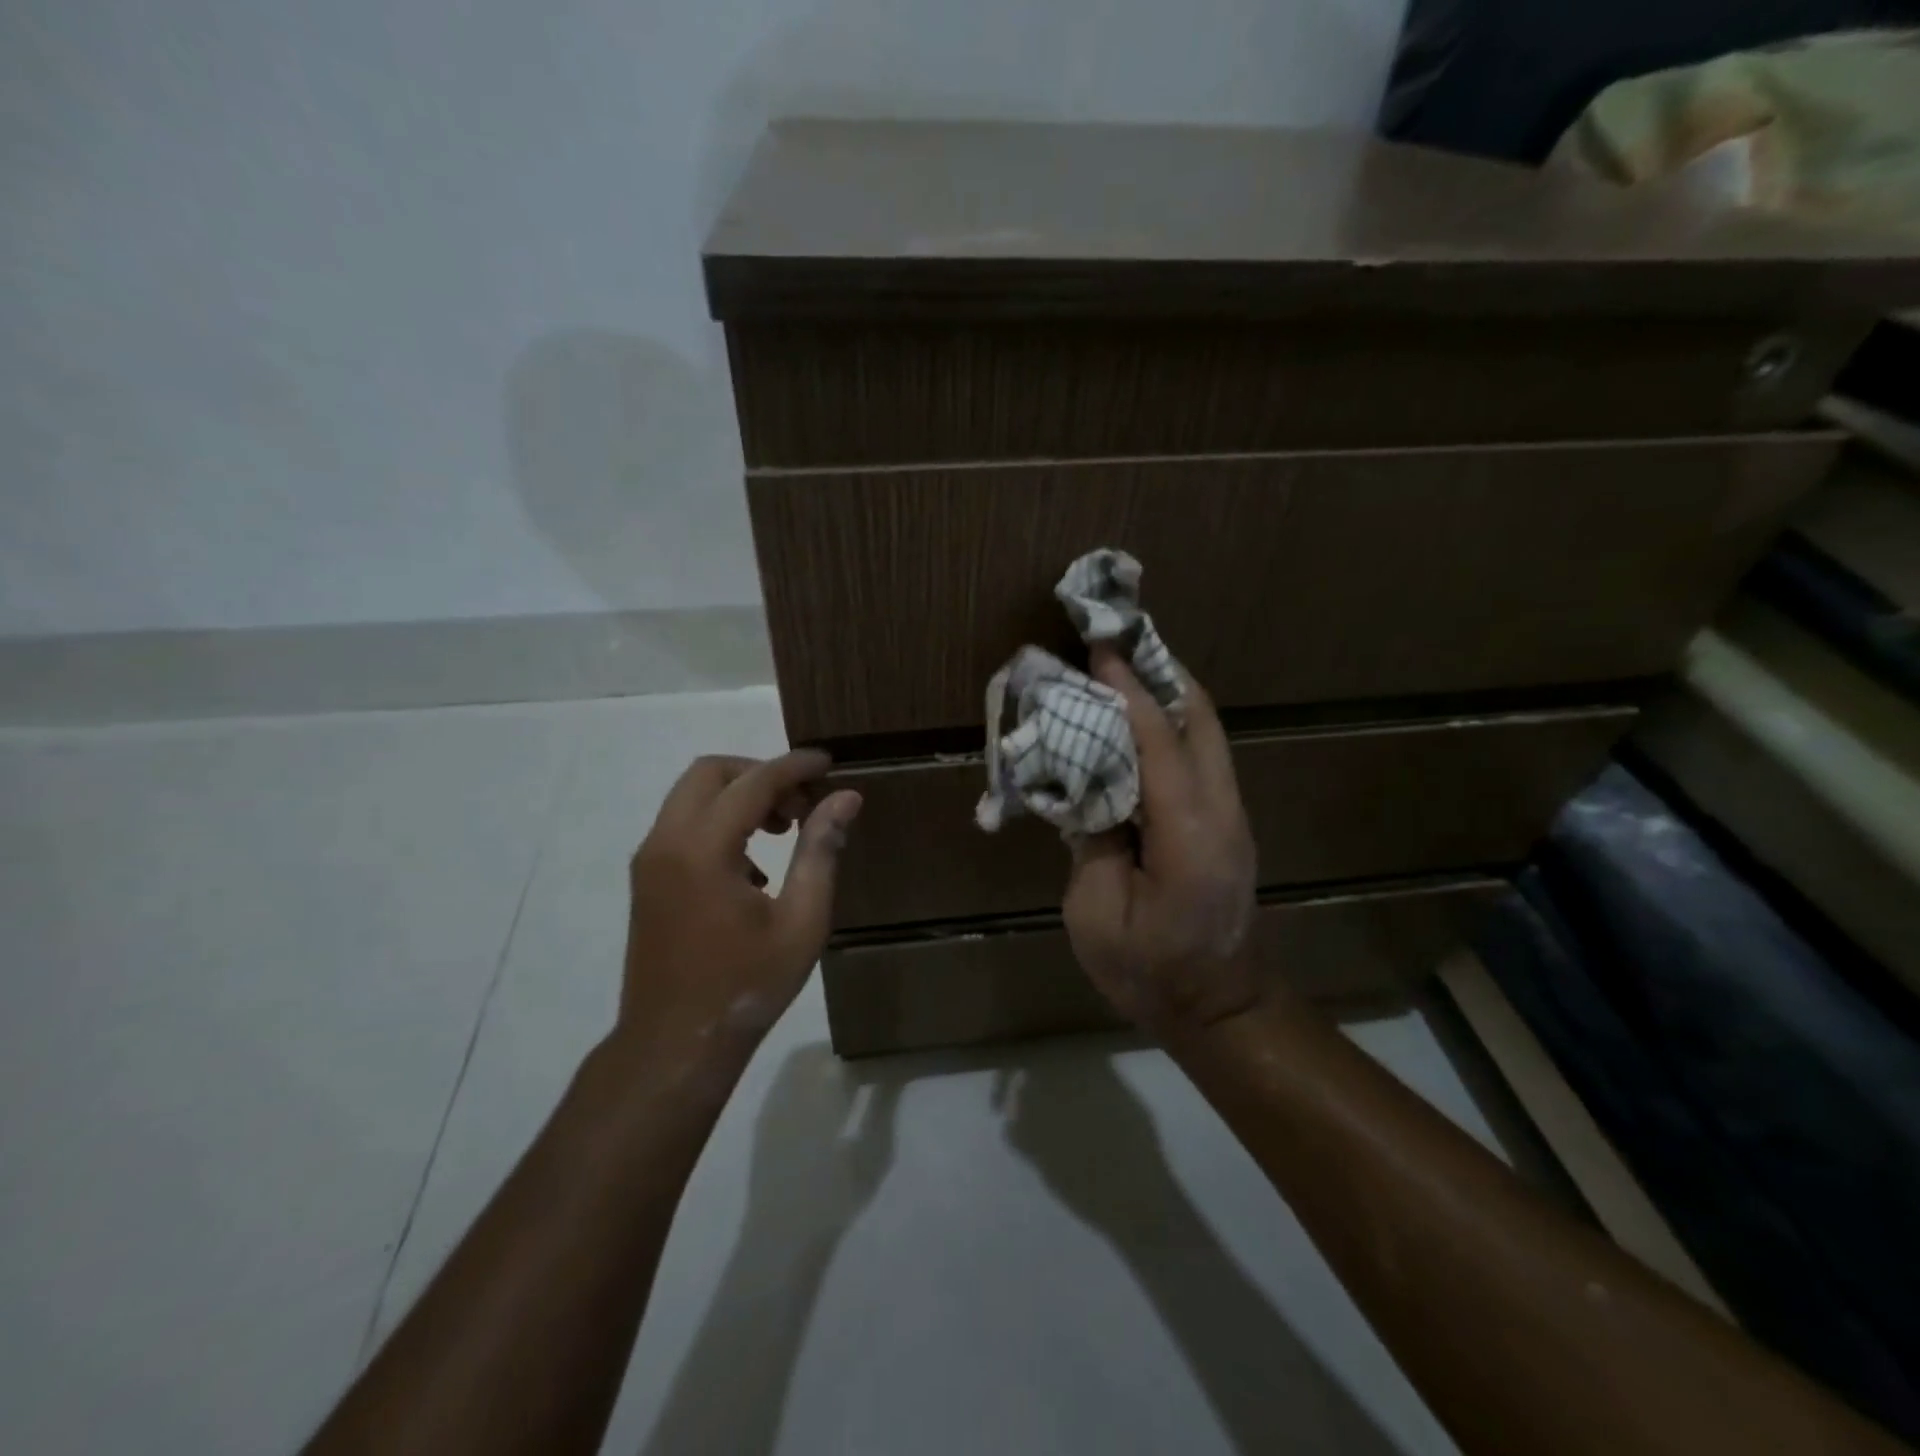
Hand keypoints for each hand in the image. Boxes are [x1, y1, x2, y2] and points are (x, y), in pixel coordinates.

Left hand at [619, 750, 861, 1061]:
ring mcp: (650, 860)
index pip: (753, 782)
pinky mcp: (647, 878)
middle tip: (802, 804)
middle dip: (760, 773)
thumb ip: (821, 851)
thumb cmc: (746, 986)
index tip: (829, 762)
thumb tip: (845, 799)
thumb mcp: (801, 921)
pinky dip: (720, 820)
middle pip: (711, 772)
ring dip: (739, 795)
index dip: (794, 766)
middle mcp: (667, 842)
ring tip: (784, 829)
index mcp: (703, 850)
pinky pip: (683, 823)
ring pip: (692, 795)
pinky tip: (755, 865)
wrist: (674, 1045)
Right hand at [1062, 648, 1257, 1034]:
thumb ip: (1091, 841)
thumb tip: (1087, 787)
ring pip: (1207, 732)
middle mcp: (1221, 811)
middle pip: (1200, 719)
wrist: (1220, 1008)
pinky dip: (1171, 723)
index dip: (1126, 691)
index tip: (1098, 648)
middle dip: (1159, 672)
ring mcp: (1232, 815)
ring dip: (1167, 694)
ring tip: (1123, 668)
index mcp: (1187, 834)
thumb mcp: (1096, 914)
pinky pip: (1201, 754)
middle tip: (1115, 643)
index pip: (1158, 741)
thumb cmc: (1149, 971)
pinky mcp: (1226, 822)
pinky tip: (1138, 719)